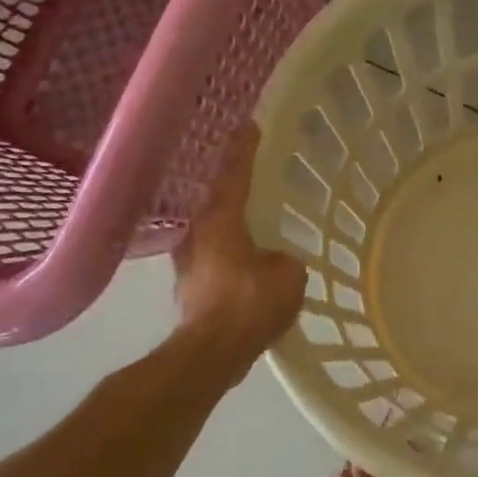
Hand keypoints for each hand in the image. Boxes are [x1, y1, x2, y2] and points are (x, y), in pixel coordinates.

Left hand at [173, 125, 305, 372]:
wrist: (213, 351)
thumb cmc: (250, 304)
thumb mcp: (288, 275)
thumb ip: (283, 259)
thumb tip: (272, 261)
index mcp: (220, 220)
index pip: (234, 175)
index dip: (244, 150)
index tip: (249, 125)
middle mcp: (196, 233)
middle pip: (213, 199)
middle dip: (228, 185)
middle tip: (245, 171)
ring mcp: (188, 262)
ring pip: (209, 230)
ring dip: (225, 221)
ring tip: (246, 217)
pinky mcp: (191, 287)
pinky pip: (213, 256)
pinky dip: (226, 250)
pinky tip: (243, 259)